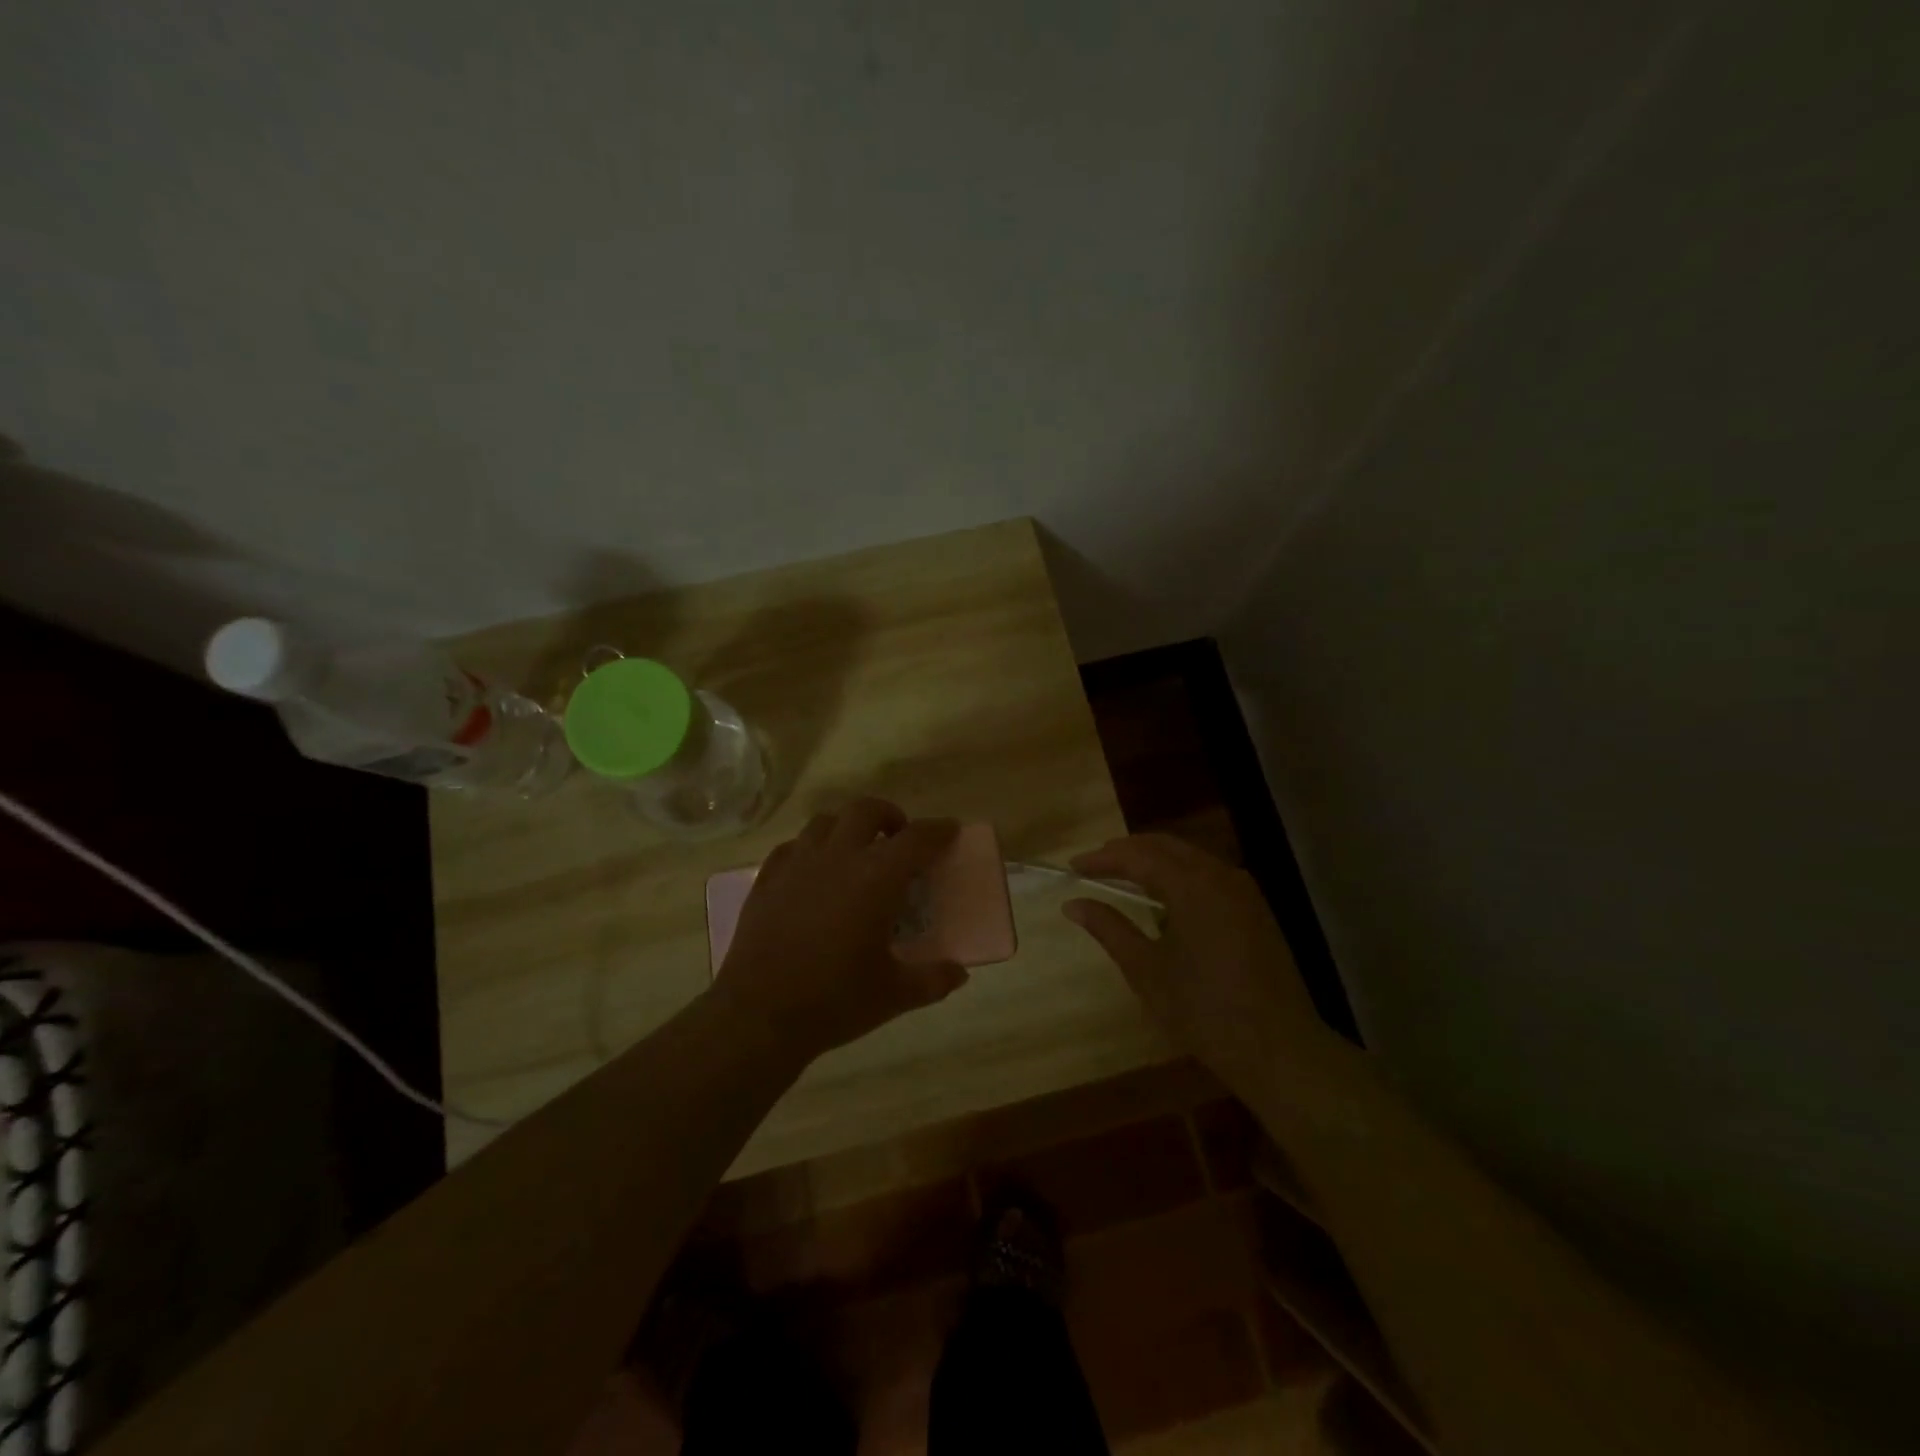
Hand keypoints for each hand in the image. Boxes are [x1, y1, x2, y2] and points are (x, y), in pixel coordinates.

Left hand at [712, 799, 966, 1065]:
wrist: (758, 1016)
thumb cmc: (834, 1001)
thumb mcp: (895, 995)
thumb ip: (933, 979)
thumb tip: (959, 973)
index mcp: (876, 879)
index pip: (916, 838)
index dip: (938, 831)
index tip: (949, 831)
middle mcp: (838, 857)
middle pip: (866, 811)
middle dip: (889, 816)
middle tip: (898, 839)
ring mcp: (797, 864)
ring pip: (826, 821)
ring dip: (848, 827)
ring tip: (856, 851)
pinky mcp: (767, 879)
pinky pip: (793, 846)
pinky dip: (811, 848)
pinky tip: (814, 872)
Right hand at [1064, 834, 1329, 1092]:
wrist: (1279, 1049)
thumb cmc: (1204, 1011)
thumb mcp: (1146, 971)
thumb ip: (1109, 928)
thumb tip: (1073, 904)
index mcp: (1192, 886)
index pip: (1138, 856)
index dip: (1102, 858)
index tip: (1073, 866)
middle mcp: (1220, 875)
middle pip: (1166, 847)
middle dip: (1127, 851)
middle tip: (1094, 865)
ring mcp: (1244, 891)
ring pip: (1190, 858)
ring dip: (1154, 861)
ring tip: (1123, 877)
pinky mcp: (1256, 909)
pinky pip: (1210, 875)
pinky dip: (1180, 875)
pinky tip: (1165, 897)